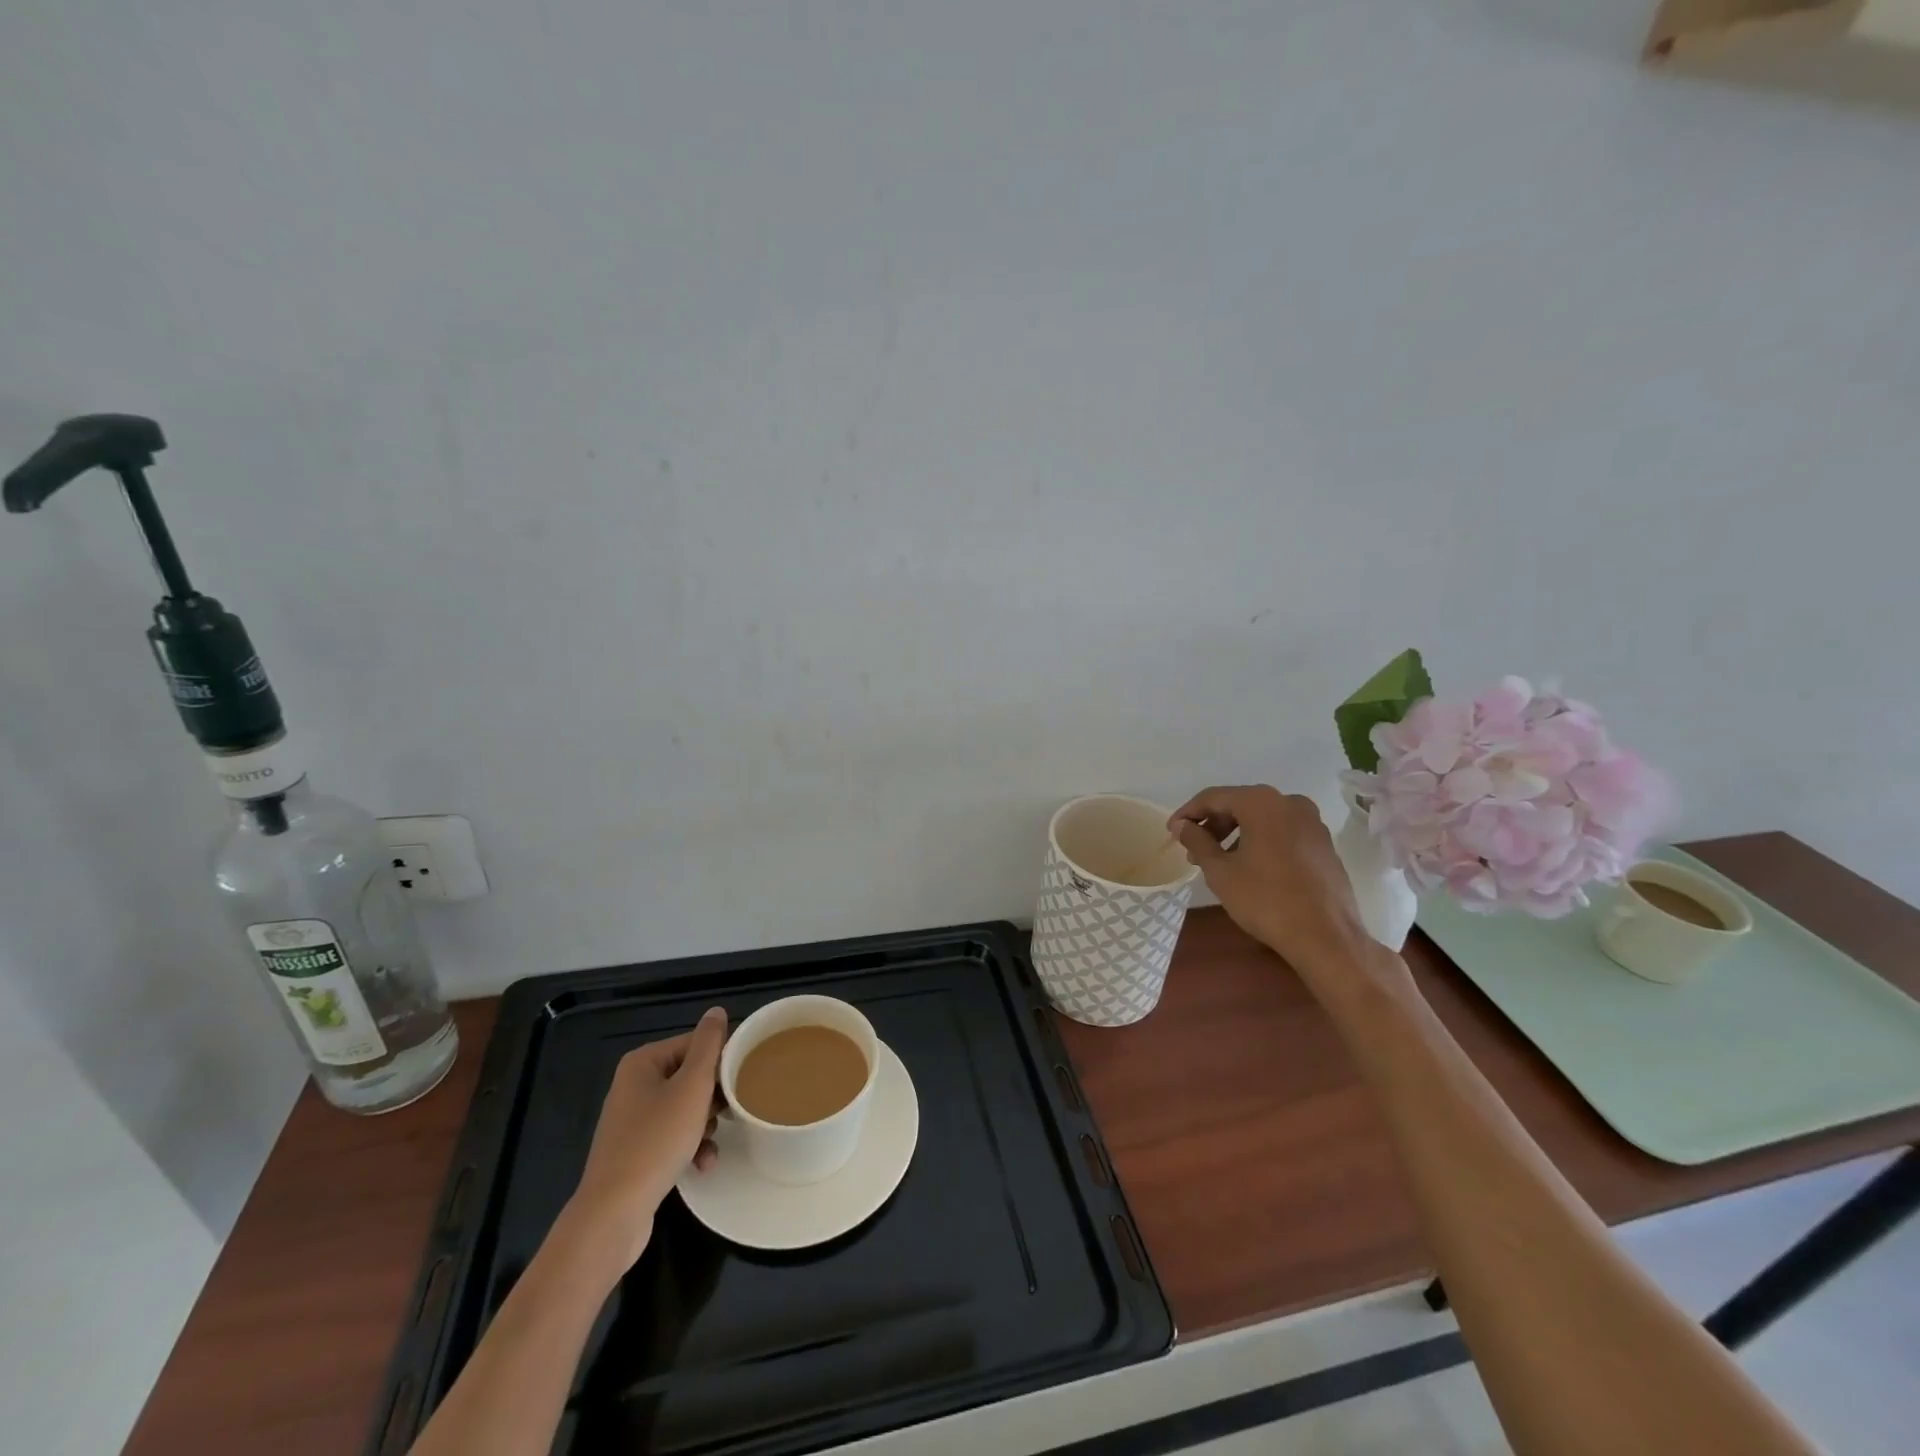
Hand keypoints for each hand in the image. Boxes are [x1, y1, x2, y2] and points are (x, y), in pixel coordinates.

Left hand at [566, 1008, 726, 1267]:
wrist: (613, 1213)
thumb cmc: (656, 1141)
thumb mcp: (692, 1087)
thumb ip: (708, 1046)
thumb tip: (716, 1011)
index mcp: (643, 1062)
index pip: (695, 1044)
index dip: (721, 1061)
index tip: (742, 1081)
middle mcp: (634, 1085)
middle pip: (690, 1077)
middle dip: (714, 1097)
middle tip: (730, 1112)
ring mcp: (632, 1120)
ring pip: (684, 1109)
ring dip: (705, 1125)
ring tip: (714, 1142)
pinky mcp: (634, 1151)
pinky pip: (672, 1136)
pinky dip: (690, 1146)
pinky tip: (703, 1164)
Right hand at [1169, 785, 1398, 990]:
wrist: (1326, 937)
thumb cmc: (1266, 900)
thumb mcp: (1220, 871)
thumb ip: (1197, 841)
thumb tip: (1181, 825)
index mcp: (1262, 802)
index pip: (1213, 797)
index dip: (1188, 813)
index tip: (1172, 831)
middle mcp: (1289, 802)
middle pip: (1240, 804)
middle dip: (1213, 825)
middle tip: (1193, 849)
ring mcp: (1312, 822)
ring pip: (1262, 819)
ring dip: (1235, 834)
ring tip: (1218, 861)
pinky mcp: (1323, 843)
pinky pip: (1282, 832)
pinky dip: (1260, 841)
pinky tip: (1249, 867)